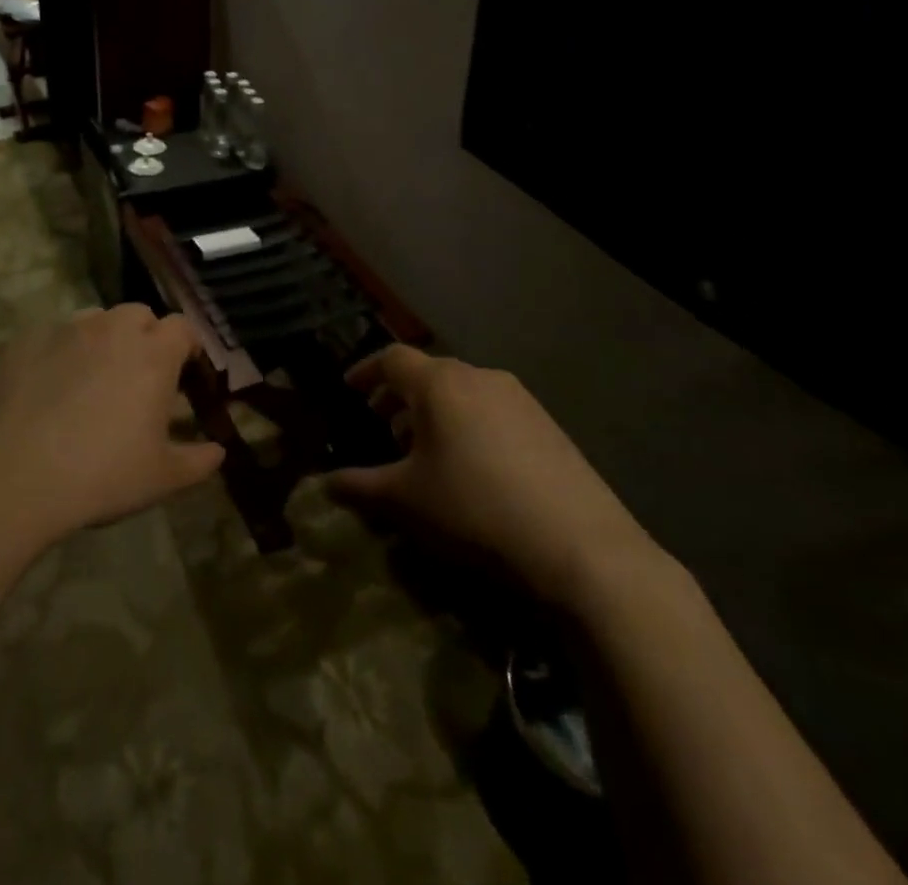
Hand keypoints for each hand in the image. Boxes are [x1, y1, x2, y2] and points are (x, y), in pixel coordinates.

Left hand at [0, 306, 225, 555]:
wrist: (15, 479)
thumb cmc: (102, 475)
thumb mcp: (162, 477)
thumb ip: (198, 460)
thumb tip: (218, 451)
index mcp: (153, 353)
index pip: (182, 327)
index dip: (186, 346)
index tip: (184, 371)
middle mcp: (111, 328)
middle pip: (138, 315)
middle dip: (145, 337)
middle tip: (138, 377)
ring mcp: (64, 330)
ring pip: (94, 319)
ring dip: (102, 340)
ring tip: (91, 380)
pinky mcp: (23, 341)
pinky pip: (50, 336)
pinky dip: (57, 353)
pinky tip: (46, 389)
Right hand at [326, 346, 664, 611]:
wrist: (581, 548)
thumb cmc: (475, 510)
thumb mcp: (408, 500)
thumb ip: (361, 485)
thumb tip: (326, 483)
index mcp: (440, 383)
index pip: (392, 358)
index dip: (365, 370)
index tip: (348, 388)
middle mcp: (479, 377)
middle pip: (428, 372)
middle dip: (399, 394)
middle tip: (381, 422)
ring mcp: (519, 399)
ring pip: (462, 391)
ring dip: (434, 410)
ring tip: (423, 448)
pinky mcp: (548, 424)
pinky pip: (491, 409)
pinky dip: (467, 422)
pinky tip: (470, 465)